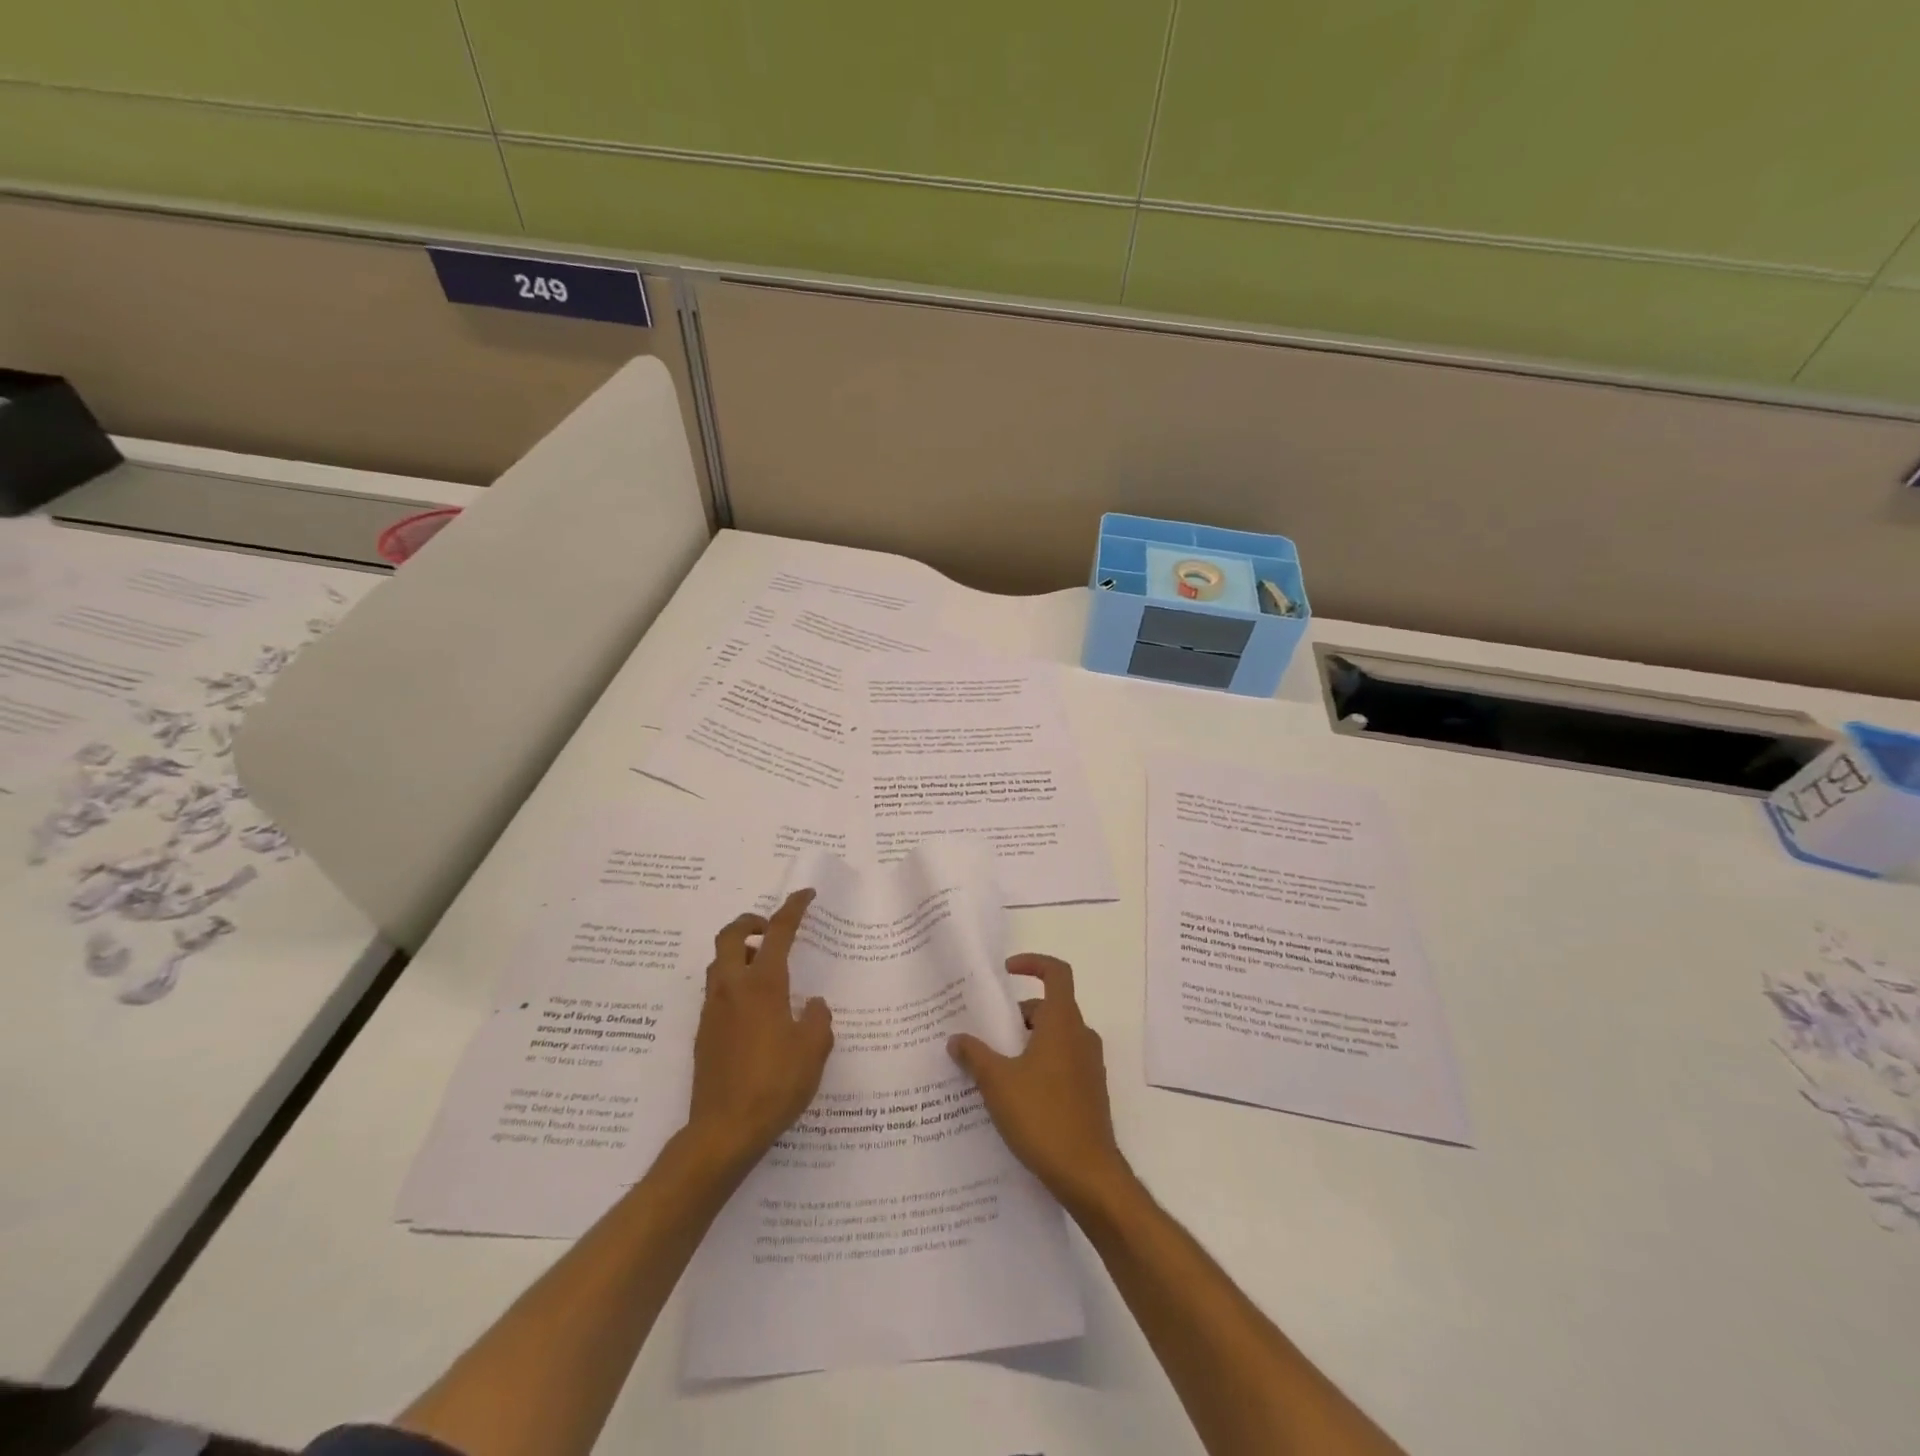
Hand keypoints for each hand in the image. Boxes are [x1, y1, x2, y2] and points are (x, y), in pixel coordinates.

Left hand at [685, 889, 833, 1169]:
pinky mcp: (703, 1033)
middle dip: (751, 921)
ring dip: (740, 952)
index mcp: (763, 985)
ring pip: (719, 962)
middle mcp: (732, 988)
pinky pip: (716, 991)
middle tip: (770, 928)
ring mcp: (712, 1011)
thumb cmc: (775, 1085)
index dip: (793, 908)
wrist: (723, 1131)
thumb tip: (812, 1004)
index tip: (805, 895)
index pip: (778, 932)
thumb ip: (817, 1019)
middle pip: (732, 935)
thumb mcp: (813, 1050)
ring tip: (766, 968)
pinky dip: (733, 981)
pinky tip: (755, 1009)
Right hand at [948, 954, 1132, 1213]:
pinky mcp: (1090, 1093)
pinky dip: (1039, 1065)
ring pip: (1055, 1037)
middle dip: (1017, 1015)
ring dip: (1026, 1043)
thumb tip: (956, 1038)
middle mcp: (1081, 1037)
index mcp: (1063, 1023)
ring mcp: (1089, 1066)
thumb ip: (974, 1055)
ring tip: (993, 1065)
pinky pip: (1062, 1063)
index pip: (1056, 973)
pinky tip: (1014, 1095)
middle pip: (1050, 1008)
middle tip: (986, 1033)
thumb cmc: (1043, 1117)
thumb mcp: (997, 1082)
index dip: (1032, 964)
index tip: (1006, 971)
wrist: (1089, 1175)